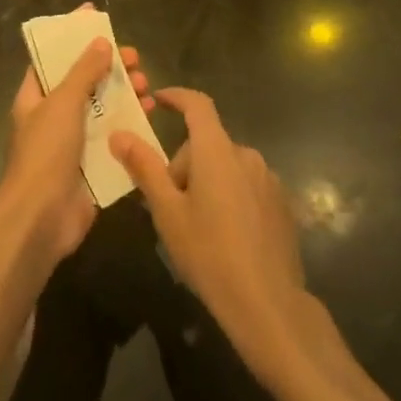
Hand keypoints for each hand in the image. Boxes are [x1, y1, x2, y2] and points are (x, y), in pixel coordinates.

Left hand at [0, 21, 150, 273]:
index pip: (52, 59)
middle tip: (133, 58)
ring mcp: (72, 143)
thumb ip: (84, 72)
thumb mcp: (63, 103)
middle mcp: (52, 117)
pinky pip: (113, 137)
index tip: (95, 18)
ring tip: (146, 85)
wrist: (42, 219)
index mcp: (34, 98)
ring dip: (123, 94)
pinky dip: (131, 124)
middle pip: (83, 82)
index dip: (71, 38)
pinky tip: (151, 115)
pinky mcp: (91, 165)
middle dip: (107, 67)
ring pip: (101, 108)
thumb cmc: (45, 153)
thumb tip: (102, 42)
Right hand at [109, 88, 308, 378]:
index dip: (177, 96)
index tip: (158, 99)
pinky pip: (246, 185)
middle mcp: (246, 155)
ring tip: (197, 226)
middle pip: (207, 144)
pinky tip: (226, 236)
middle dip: (184, 165)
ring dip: (208, 181)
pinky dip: (230, 196)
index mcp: (217, 150)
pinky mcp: (281, 203)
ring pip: (226, 166)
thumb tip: (119, 134)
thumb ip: (144, 167)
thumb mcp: (167, 212)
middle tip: (169, 206)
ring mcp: (268, 179)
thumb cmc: (209, 253)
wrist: (268, 304)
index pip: (197, 104)